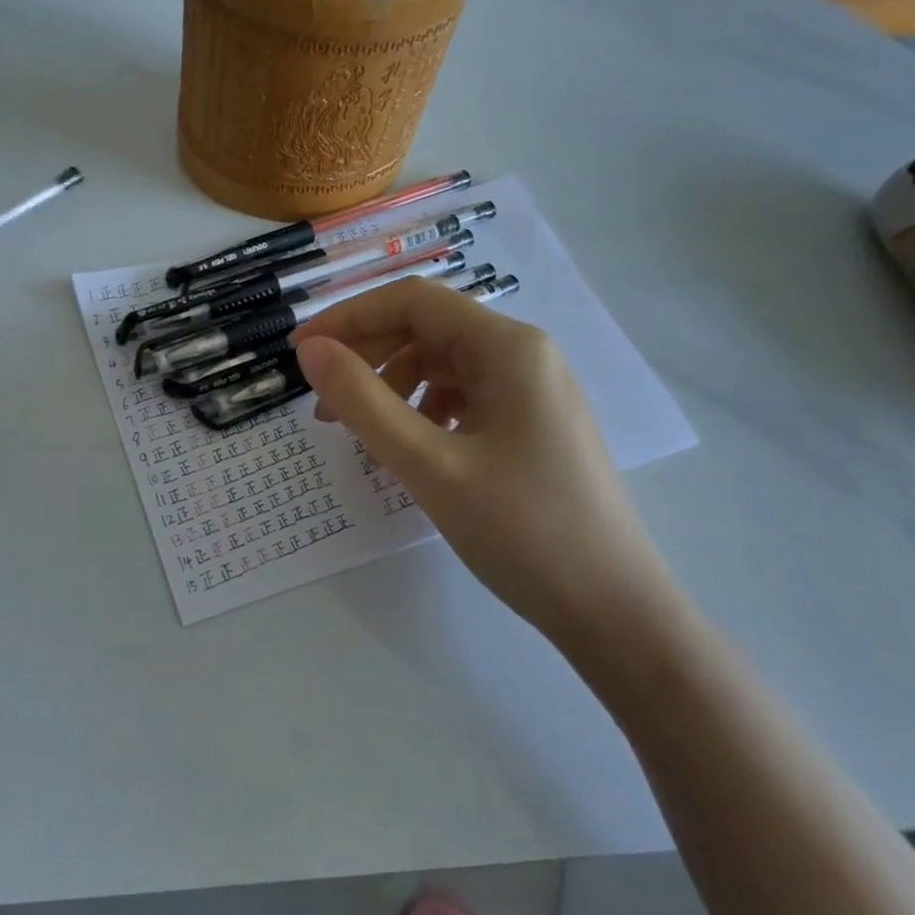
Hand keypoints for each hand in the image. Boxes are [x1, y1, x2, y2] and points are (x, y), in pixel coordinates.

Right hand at [292, 279, 684, 647]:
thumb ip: (363, 402)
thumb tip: (310, 351)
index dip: (349, 319)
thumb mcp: (429, 465)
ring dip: (393, 388)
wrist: (614, 612)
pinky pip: (464, 400)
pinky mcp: (533, 427)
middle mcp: (525, 356)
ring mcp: (533, 392)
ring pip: (444, 367)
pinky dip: (423, 413)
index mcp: (508, 347)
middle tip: (321, 404)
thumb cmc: (522, 531)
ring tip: (362, 434)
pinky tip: (410, 449)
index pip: (413, 302)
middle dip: (368, 358)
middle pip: (428, 331)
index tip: (300, 352)